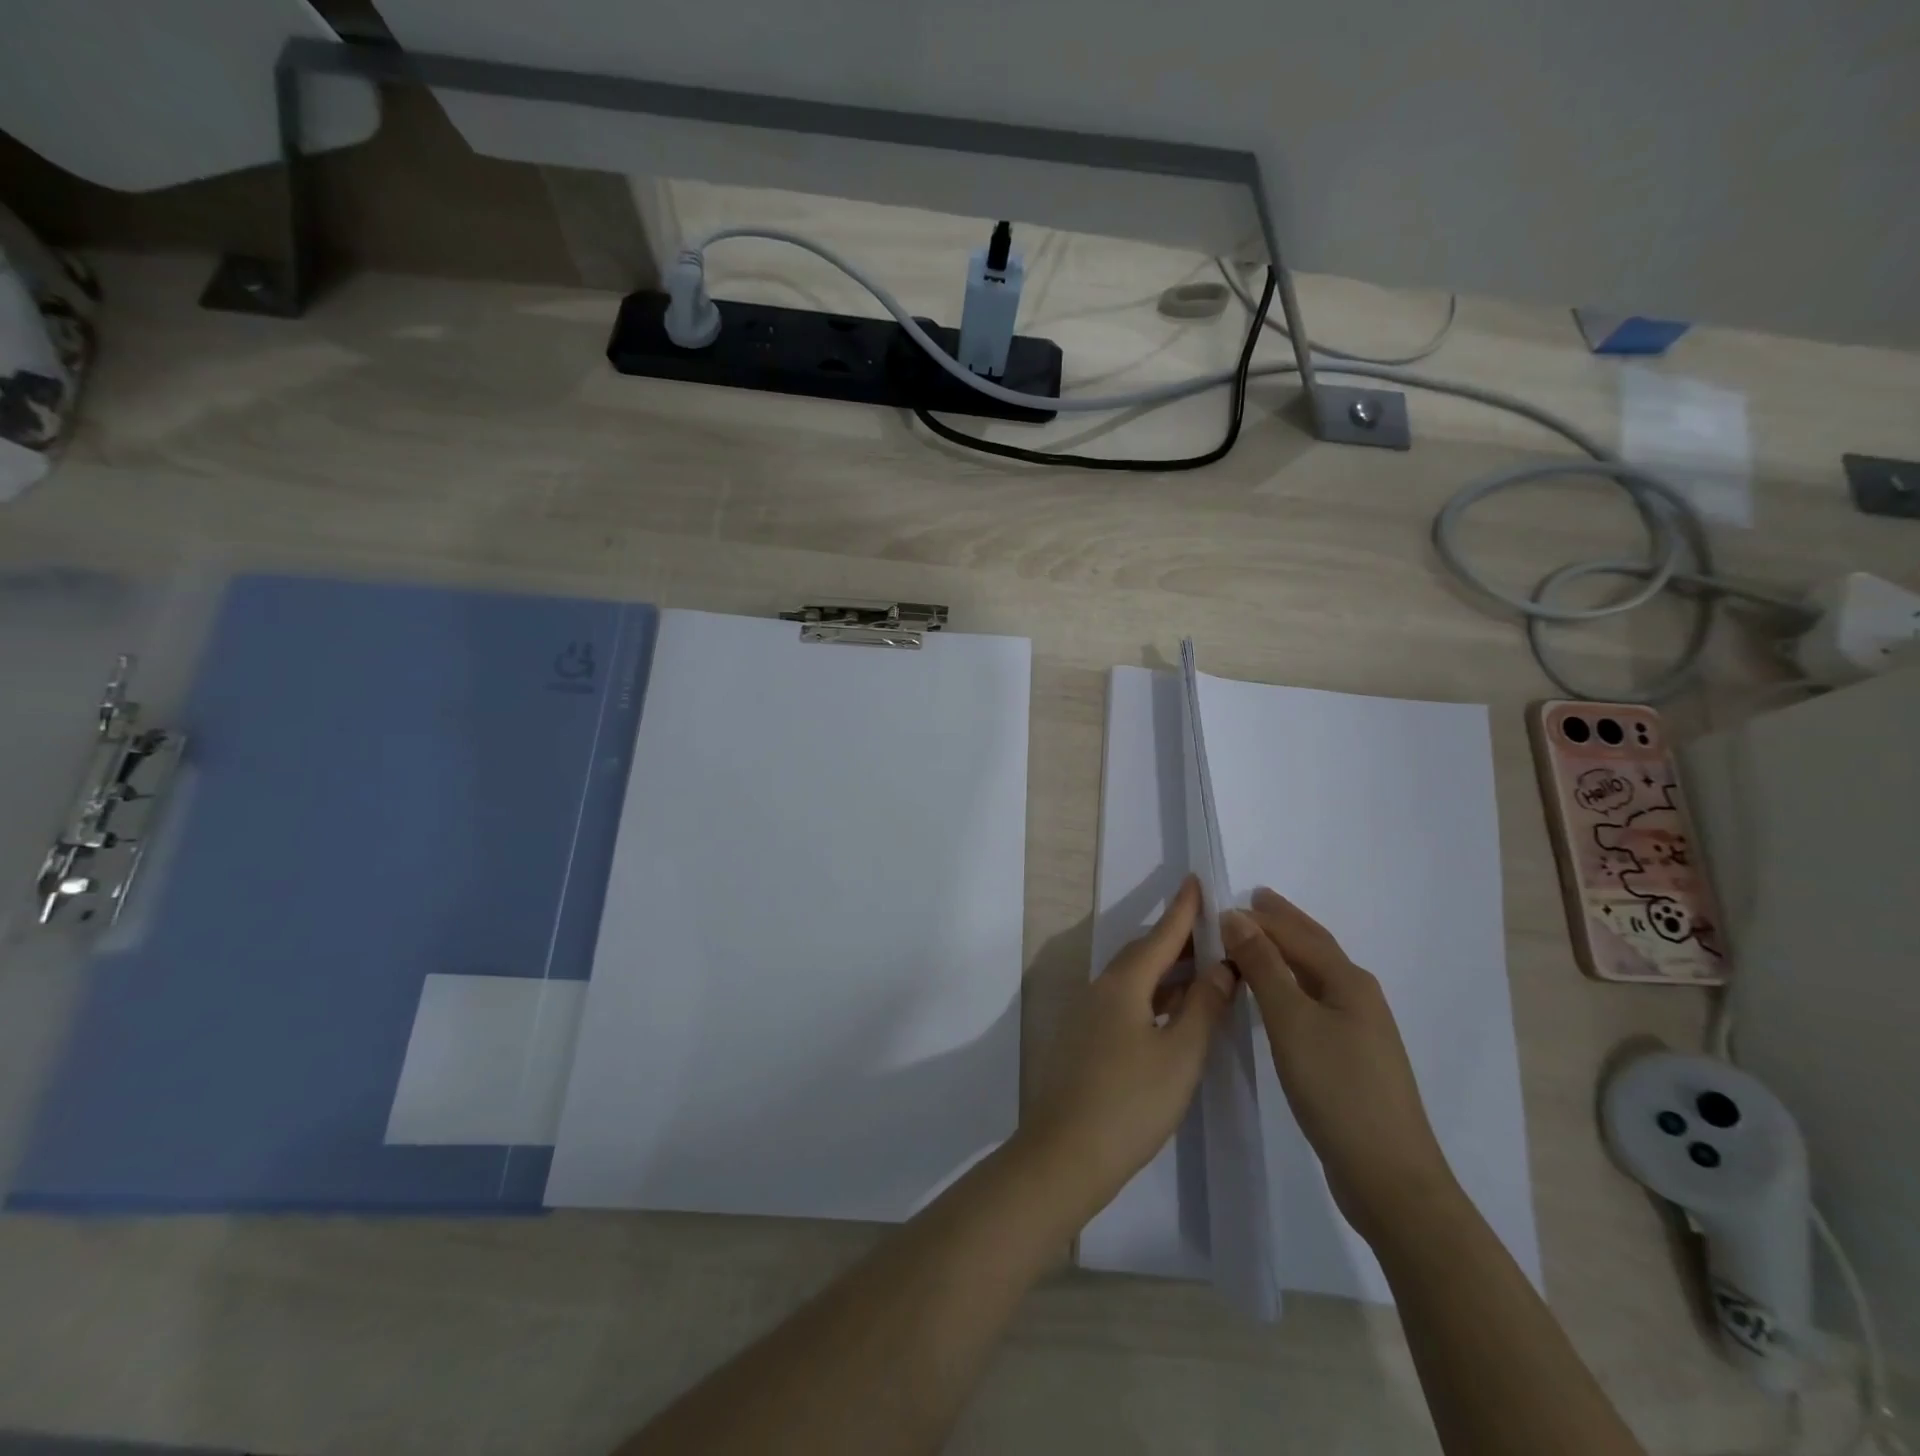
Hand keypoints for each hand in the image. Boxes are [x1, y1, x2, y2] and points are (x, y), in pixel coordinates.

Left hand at [1021, 877, 1236, 1218]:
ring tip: (1206, 969)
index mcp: (1123, 983)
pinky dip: (1155, 997)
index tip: (1197, 881)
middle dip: (1179, 940)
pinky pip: (1127, 1001)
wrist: (1066, 1152)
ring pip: (1135, 979)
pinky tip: (1176, 1012)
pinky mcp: (1088, 1039)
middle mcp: (1102, 989)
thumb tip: (1222, 967)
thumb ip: (1204, 1007)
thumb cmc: (1131, 1102)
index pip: (1161, 935)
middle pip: (1144, 953)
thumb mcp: (1180, 1055)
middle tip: (1215, 933)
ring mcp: (1090, 1014)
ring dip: (1169, 971)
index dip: (1183, 910)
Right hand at [1223, 888, 1460, 1246]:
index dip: (1262, 917)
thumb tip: (1236, 916)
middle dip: (1283, 923)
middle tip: (1252, 901)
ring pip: (1315, 976)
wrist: (1389, 1177)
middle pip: (1315, 948)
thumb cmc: (1337, 1088)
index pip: (1298, 934)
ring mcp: (1359, 1030)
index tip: (1223, 904)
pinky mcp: (1351, 1059)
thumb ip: (1263, 965)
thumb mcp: (1291, 1020)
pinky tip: (1277, 997)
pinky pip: (1313, 1002)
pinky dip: (1289, 985)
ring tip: (1255, 941)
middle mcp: (1359, 997)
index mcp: (1349, 981)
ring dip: (1285, 953)